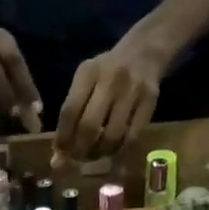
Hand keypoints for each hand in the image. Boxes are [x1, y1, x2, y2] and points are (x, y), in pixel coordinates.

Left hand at [53, 38, 161, 162]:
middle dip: (80, 150)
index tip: (61, 152)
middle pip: (89, 127)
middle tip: (79, 158)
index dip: (63, 138)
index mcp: (88, 73)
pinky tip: (113, 150)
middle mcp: (110, 80)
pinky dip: (119, 150)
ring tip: (95, 154)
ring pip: (112, 136)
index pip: (69, 112)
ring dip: (100, 153)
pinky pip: (132, 138)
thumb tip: (58, 157)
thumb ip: (71, 114)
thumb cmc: (107, 73)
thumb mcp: (85, 82)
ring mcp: (132, 91)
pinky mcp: (149, 102)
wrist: (144, 52)